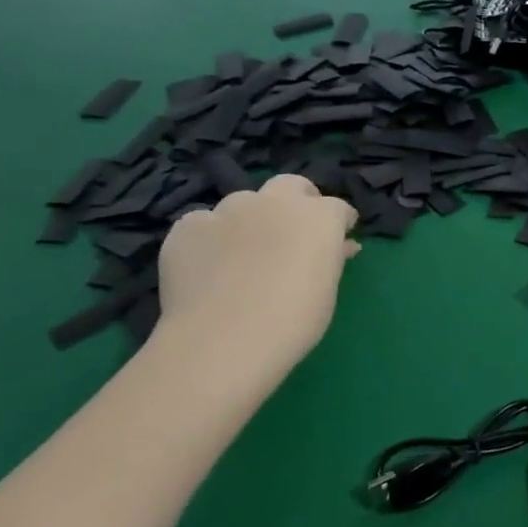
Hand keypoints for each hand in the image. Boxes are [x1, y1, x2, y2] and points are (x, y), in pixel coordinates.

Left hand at [156, 174, 358, 377]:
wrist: (223, 341)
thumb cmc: (294, 320)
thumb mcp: (327, 289)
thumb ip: (331, 258)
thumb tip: (340, 247)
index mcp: (319, 216)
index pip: (338, 208)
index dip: (339, 223)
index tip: (339, 242)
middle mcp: (275, 202)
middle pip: (291, 185)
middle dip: (297, 201)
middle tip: (295, 231)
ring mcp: (227, 210)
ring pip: (243, 203)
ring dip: (250, 219)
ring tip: (244, 253)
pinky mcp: (187, 227)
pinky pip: (203, 223)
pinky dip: (210, 238)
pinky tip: (209, 266)